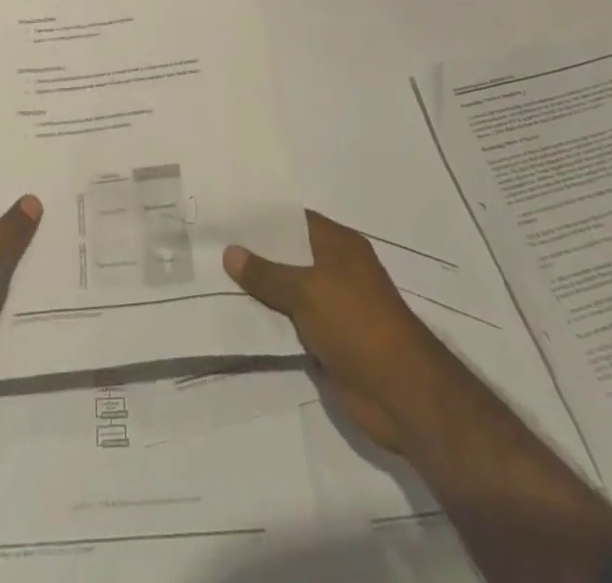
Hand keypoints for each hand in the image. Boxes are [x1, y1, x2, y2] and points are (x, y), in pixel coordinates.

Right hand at [224, 210, 434, 451]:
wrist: (401, 395)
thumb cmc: (358, 324)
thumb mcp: (307, 290)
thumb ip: (267, 273)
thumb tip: (229, 251)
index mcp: (339, 245)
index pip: (294, 220)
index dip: (261, 218)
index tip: (225, 216)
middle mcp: (336, 270)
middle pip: (288, 256)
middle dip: (253, 255)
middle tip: (209, 246)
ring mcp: (332, 307)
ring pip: (286, 291)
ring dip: (257, 292)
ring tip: (210, 279)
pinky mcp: (326, 341)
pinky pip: (289, 324)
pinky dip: (267, 322)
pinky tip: (233, 317)